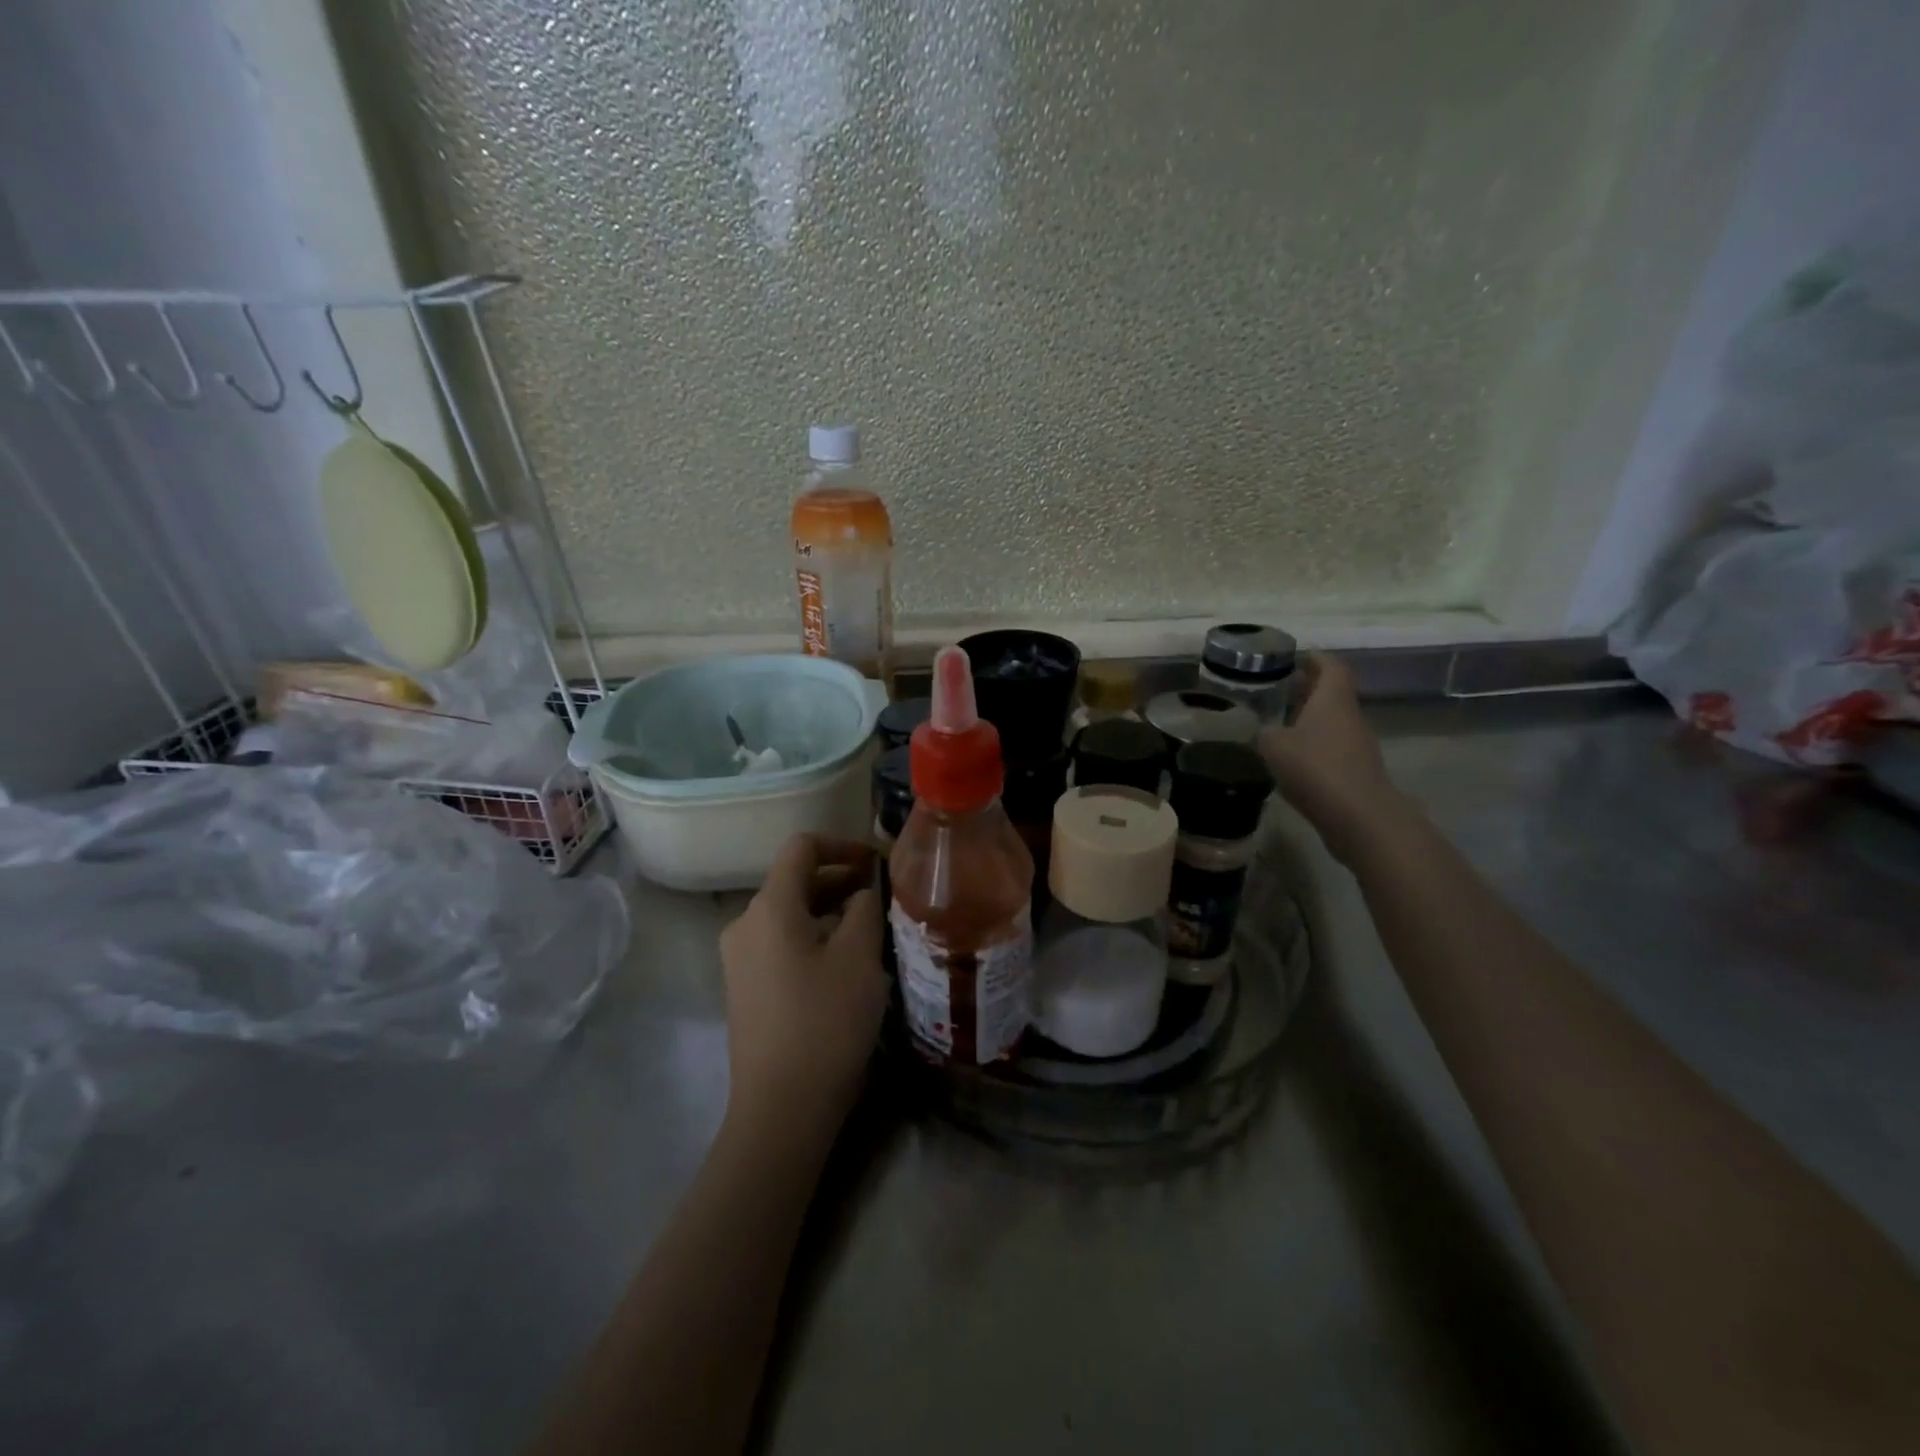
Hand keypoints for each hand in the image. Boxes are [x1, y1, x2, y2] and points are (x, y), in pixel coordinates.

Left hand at [718, 834, 886, 1133]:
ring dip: (830, 911)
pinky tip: (844, 963)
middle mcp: (745, 924)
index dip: (843, 844)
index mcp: (770, 907)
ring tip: (871, 929)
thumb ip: (865, 908)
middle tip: (883, 896)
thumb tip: (861, 891)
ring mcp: (740, 958)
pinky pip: (781, 943)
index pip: (802, 847)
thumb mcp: (859, 957)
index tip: (877, 863)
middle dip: (841, 880)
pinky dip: (813, 937)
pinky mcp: (745, 987)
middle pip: (795, 880)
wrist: (781, 1107)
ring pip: (790, 914)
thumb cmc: (825, 1022)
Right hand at [1259, 652, 1411, 861]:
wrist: (1359, 816)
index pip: (1331, 666)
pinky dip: (1314, 745)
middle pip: (1331, 693)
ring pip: (1332, 721)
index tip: (1294, 658)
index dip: (1315, 659)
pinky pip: (1332, 747)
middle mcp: (1350, 715)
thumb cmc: (1315, 768)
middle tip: (1276, 691)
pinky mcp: (1356, 770)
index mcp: (1332, 699)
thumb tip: (1263, 730)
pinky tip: (1291, 759)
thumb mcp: (1274, 745)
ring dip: (1309, 719)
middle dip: (1306, 689)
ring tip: (1278, 725)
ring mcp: (1357, 744)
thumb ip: (1264, 731)